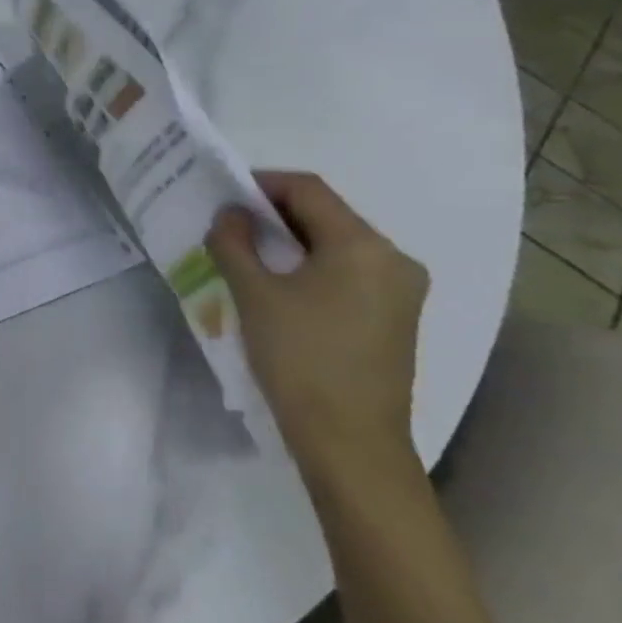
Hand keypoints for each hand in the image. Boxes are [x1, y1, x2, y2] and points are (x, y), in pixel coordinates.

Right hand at [207, 170, 427, 484]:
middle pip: (326, 215)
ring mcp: (400, 290)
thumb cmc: (299, 356)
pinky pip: (347, 271)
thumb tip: (230, 214)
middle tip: (226, 225)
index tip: (221, 195)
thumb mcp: (253, 293)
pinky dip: (309, 266)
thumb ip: (234, 243)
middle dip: (273, 214)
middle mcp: (393, 259)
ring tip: (245, 255)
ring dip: (289, 241)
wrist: (349, 438)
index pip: (308, 190)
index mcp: (363, 245)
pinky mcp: (394, 316)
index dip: (261, 183)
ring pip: (336, 244)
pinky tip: (278, 285)